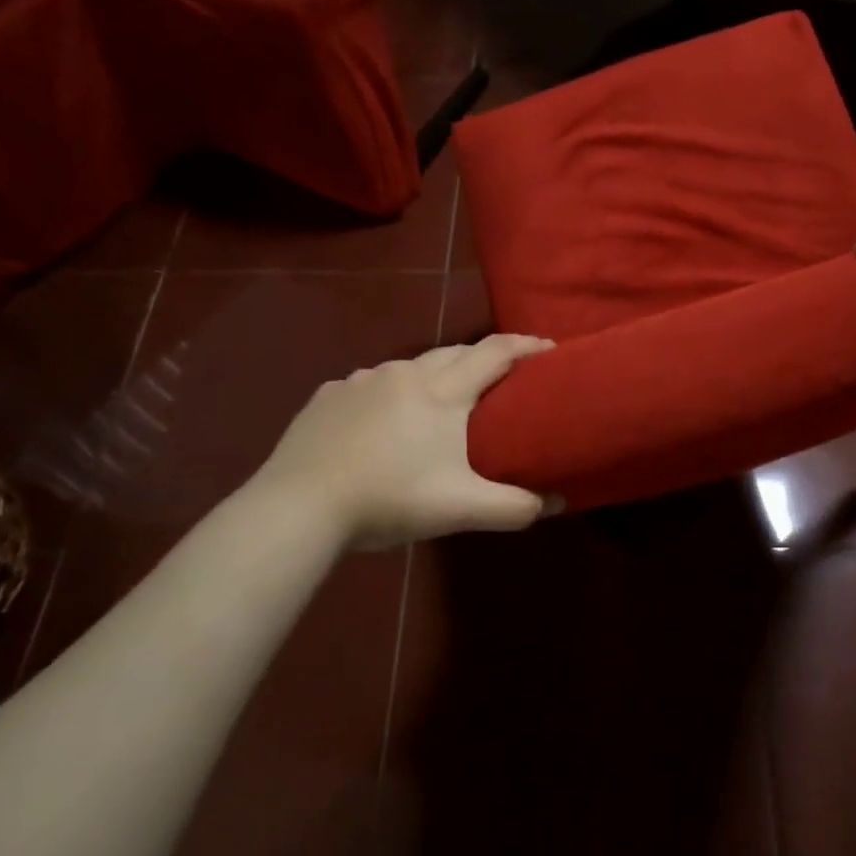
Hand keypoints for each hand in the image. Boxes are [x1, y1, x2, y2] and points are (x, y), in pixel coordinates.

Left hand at [250, 335, 558, 551]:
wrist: (298, 506)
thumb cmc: (389, 500)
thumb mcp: (460, 509)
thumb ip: (515, 507)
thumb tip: (558, 503)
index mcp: (442, 391)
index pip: (495, 352)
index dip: (526, 346)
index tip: (549, 349)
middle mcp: (405, 372)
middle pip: (455, 352)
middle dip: (484, 359)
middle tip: (501, 380)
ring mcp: (362, 380)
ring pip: (411, 367)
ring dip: (435, 376)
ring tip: (441, 404)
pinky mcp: (329, 395)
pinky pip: (371, 385)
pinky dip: (390, 394)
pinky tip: (383, 422)